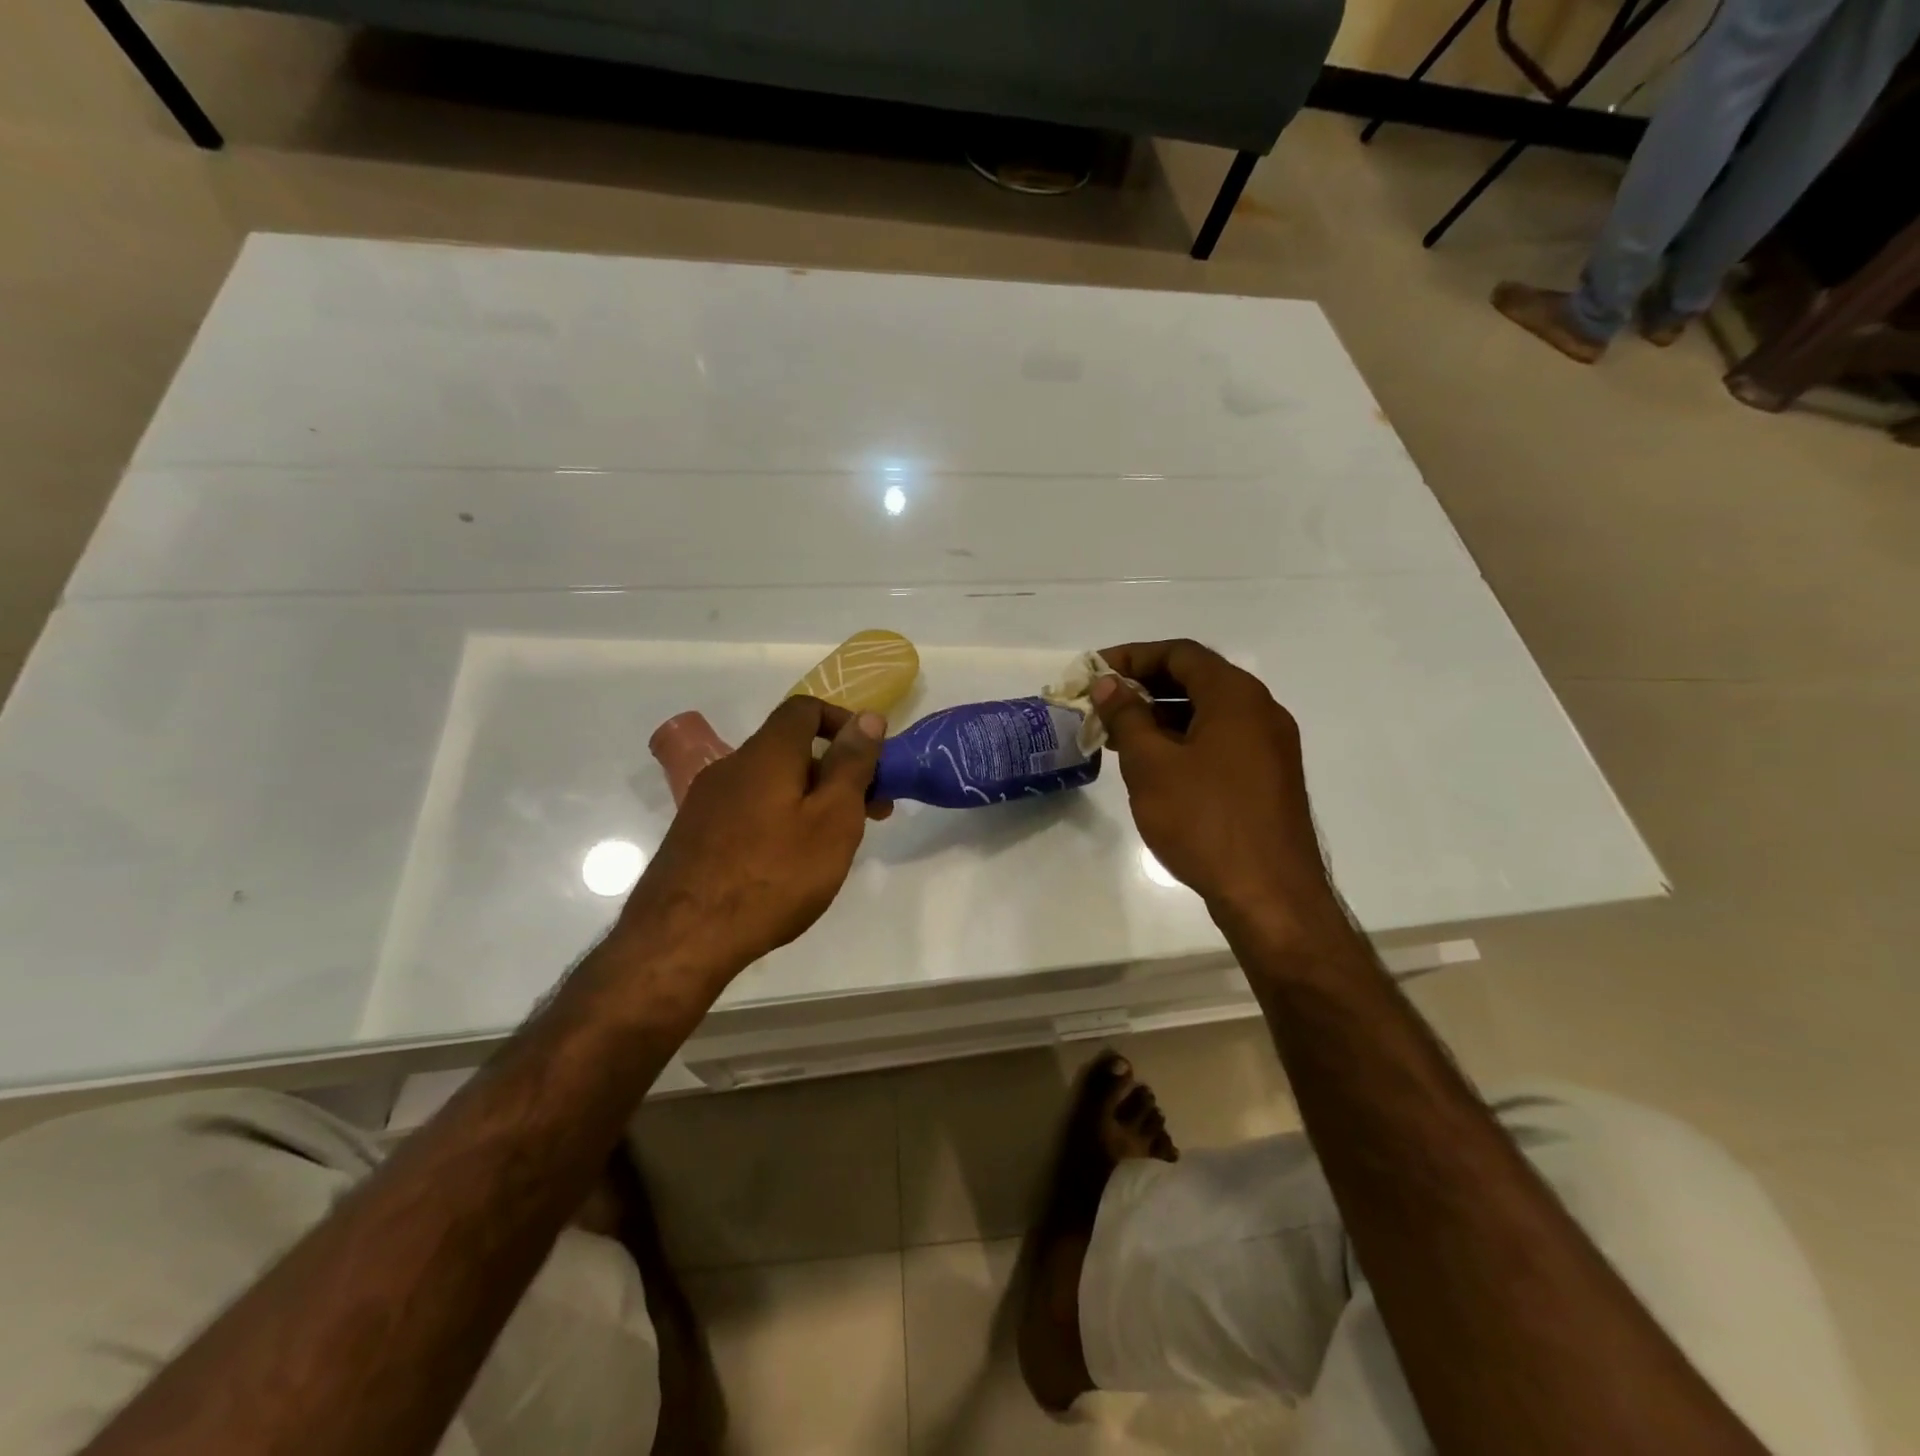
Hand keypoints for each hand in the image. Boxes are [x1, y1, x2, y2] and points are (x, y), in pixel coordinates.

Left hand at [618, 697, 888, 982]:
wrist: (682, 939)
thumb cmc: (773, 875)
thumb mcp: (832, 820)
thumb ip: (852, 765)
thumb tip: (868, 718)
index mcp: (767, 753)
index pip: (805, 708)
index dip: (843, 722)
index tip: (870, 758)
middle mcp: (732, 766)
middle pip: (790, 749)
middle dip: (835, 770)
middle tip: (869, 812)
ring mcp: (707, 802)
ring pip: (770, 783)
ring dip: (809, 798)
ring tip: (833, 844)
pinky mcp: (694, 835)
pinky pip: (749, 810)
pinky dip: (780, 819)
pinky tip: (788, 864)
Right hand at [1093, 640, 1341, 939]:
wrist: (1270, 894)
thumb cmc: (1205, 821)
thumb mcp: (1152, 765)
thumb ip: (1127, 716)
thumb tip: (1108, 683)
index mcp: (1236, 696)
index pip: (1180, 653)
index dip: (1133, 657)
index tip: (1095, 673)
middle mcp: (1260, 711)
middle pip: (1196, 679)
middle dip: (1145, 687)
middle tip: (1102, 705)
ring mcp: (1270, 746)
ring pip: (1208, 713)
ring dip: (1162, 716)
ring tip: (1118, 736)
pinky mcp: (1268, 778)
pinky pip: (1221, 742)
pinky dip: (1184, 741)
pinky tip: (1154, 766)